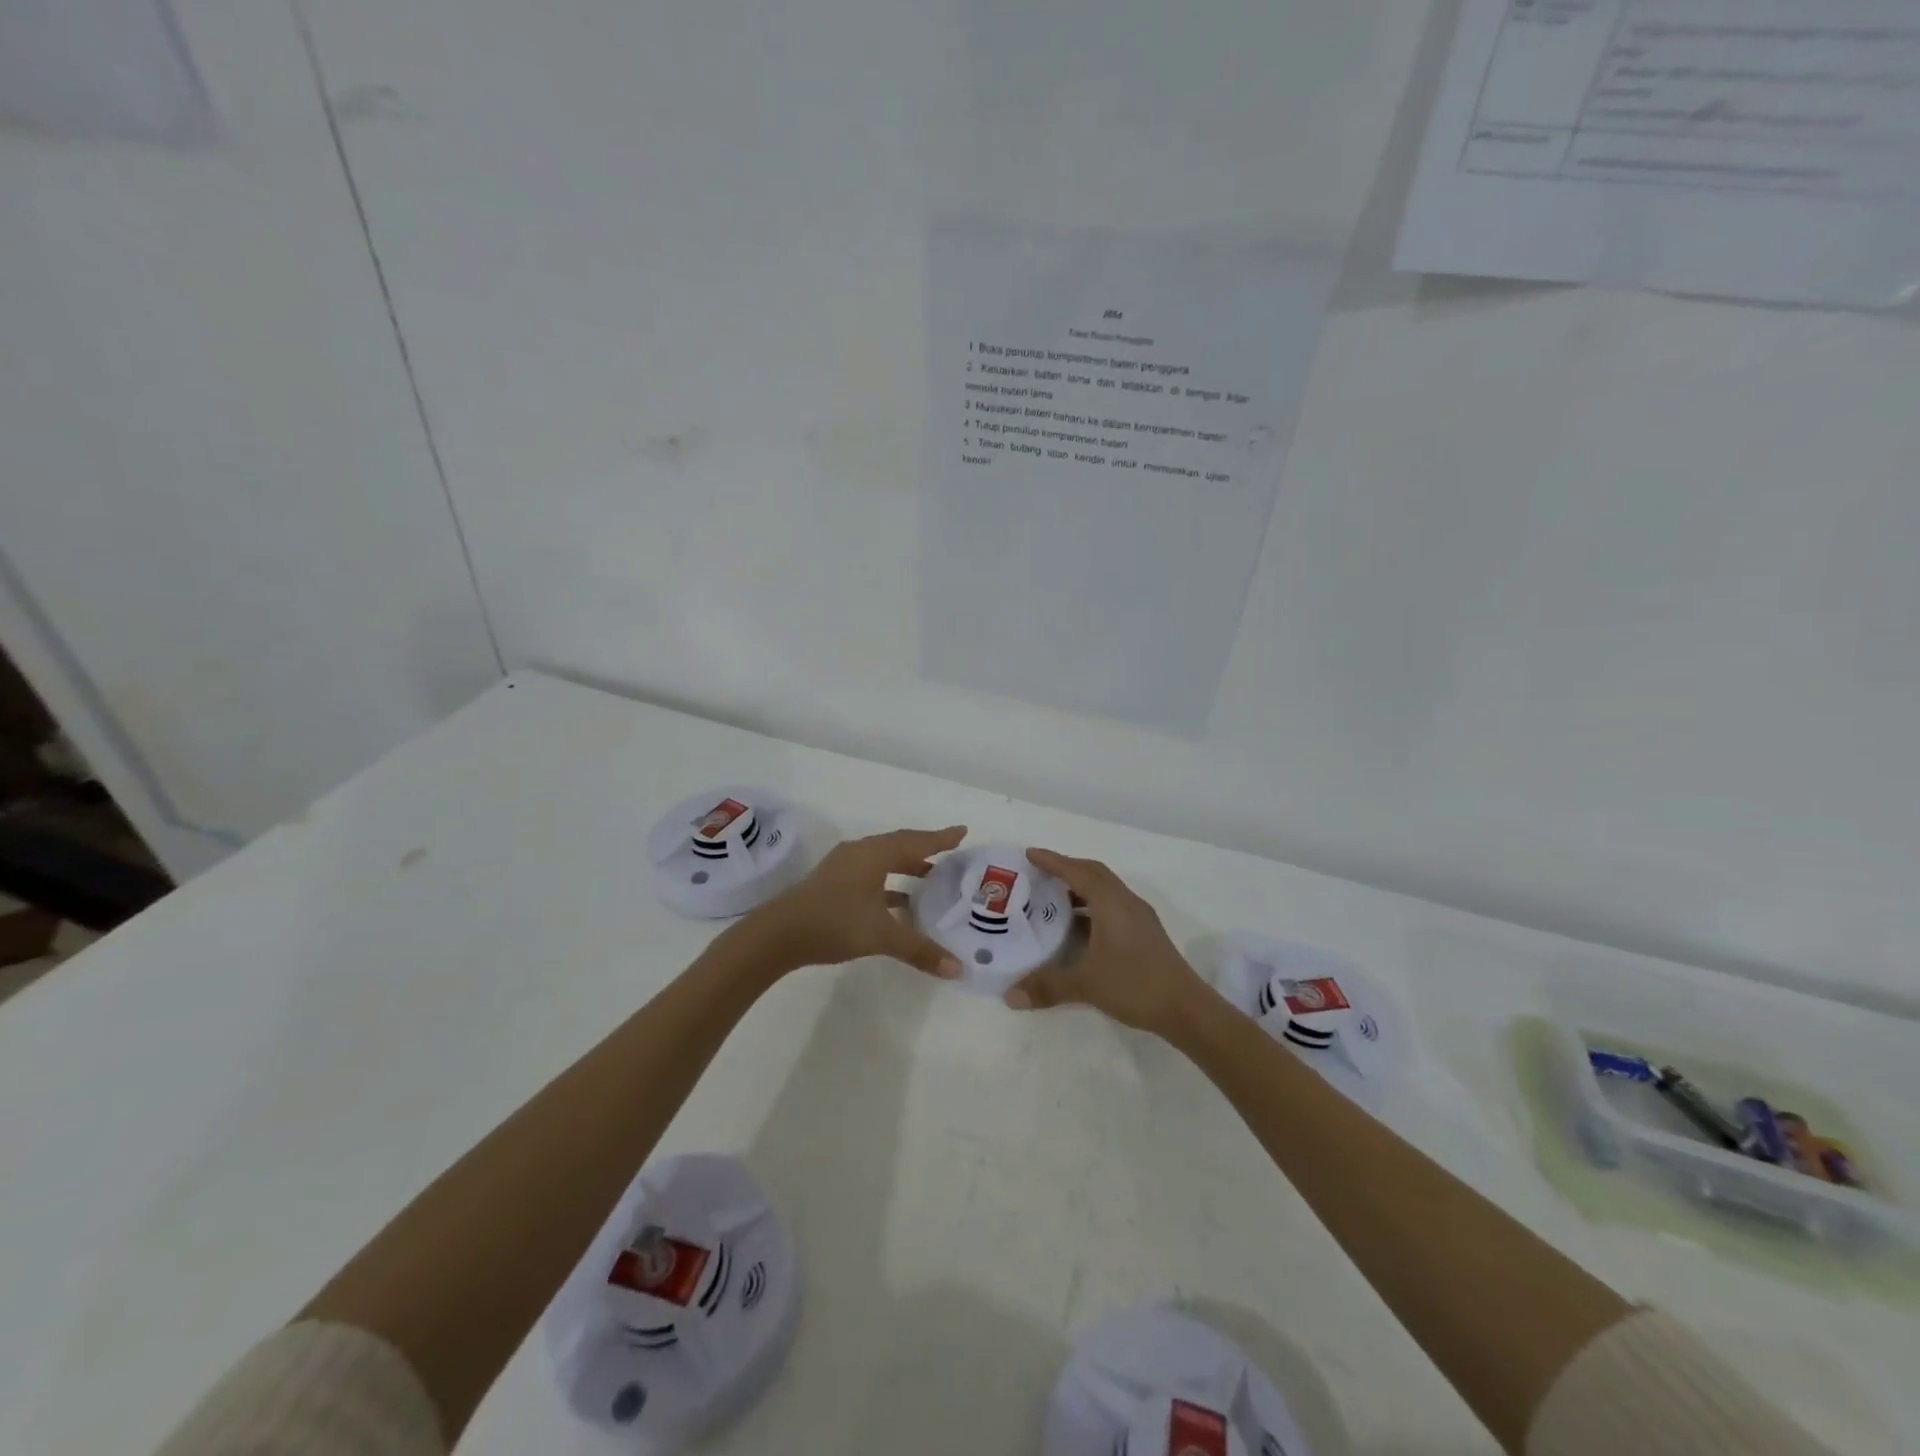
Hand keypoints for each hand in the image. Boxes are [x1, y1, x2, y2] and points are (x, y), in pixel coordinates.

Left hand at [749, 826, 967, 976]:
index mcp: (875, 854)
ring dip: (906, 869)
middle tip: (950, 855)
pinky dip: (888, 884)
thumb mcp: (882, 936)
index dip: (941, 838)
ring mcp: (843, 867)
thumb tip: (957, 968)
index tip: (963, 832)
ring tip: (930, 882)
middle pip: (899, 846)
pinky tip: (899, 905)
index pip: (916, 841)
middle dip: (925, 850)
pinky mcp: (832, 883)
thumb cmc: (834, 923)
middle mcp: (860, 853)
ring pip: (883, 861)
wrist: (778, 934)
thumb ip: (919, 949)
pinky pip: (870, 875)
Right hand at [1002, 848, 1210, 1034]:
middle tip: (1040, 873)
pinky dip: (1093, 906)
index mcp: (1111, 903)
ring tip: (1055, 900)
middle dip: (1067, 868)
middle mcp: (1126, 902)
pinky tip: (1080, 928)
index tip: (1030, 854)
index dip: (1053, 861)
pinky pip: (1113, 906)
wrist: (1186, 1008)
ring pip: (1106, 890)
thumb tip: (1010, 995)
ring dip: (1081, 888)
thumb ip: (1047, 986)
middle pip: (1094, 873)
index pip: (1077, 871)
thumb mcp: (1086, 985)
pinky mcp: (1146, 932)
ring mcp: (1139, 917)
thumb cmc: (1134, 985)